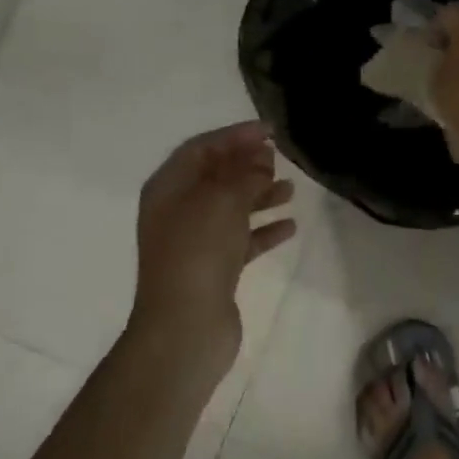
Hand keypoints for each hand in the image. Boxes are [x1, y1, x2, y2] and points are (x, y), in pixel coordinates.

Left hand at [129, 121, 295, 375]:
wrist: (185, 327)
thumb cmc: (198, 251)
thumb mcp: (222, 200)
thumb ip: (244, 173)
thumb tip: (261, 158)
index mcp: (168, 188)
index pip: (201, 148)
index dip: (234, 136)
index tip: (270, 131)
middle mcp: (177, 211)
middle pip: (215, 177)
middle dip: (247, 164)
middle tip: (278, 158)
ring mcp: (194, 242)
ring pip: (230, 208)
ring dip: (259, 196)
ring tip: (290, 189)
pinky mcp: (212, 270)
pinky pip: (240, 240)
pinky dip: (263, 230)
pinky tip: (290, 226)